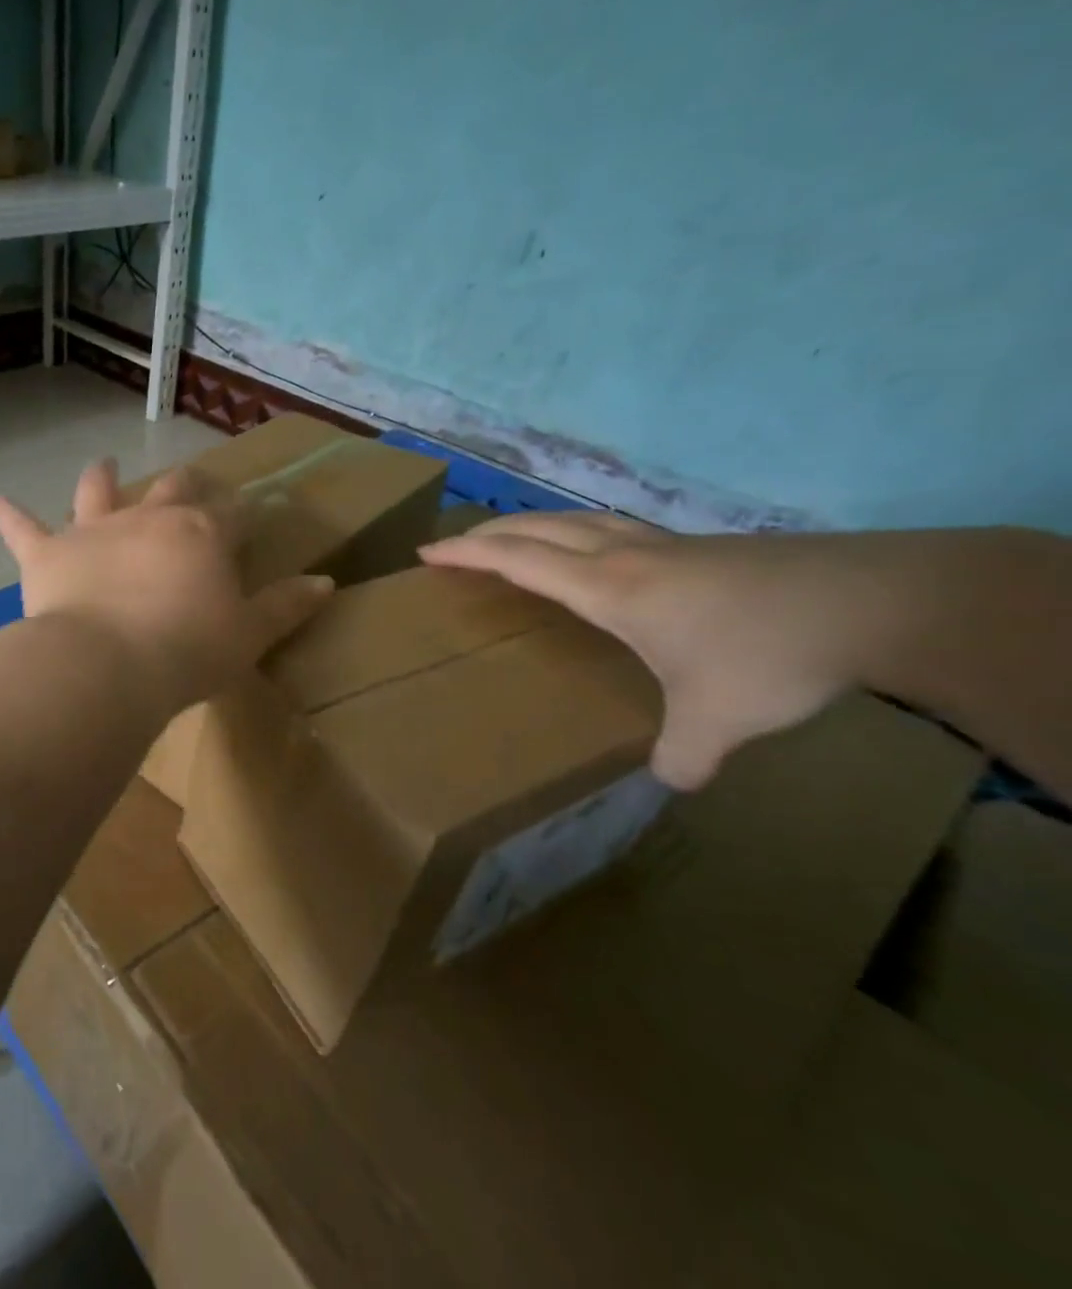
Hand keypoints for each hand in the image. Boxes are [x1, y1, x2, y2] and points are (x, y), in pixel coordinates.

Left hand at [0, 460, 334, 715]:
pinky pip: (23, 529)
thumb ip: (285, 606)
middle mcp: (148, 519)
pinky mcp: (47, 553)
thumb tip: (326, 582)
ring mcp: (93, 530)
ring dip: (101, 478)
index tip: (252, 517)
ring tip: (103, 464)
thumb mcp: (247, 635)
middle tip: (191, 482)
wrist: (106, 665)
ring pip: (97, 491)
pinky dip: (10, 516)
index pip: (232, 514)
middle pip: (172, 490)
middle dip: (186, 484)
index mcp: (201, 535)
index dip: (245, 514)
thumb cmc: (186, 652)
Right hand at [420, 514, 929, 788]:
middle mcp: (623, 556)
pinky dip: (577, 530)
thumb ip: (683, 752)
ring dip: (530, 524)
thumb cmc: (769, 652)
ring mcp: (662, 545)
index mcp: (606, 587)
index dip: (467, 555)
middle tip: (453, 544)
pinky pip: (611, 527)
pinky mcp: (697, 546)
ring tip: (510, 537)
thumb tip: (669, 781)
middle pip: (536, 528)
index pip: (517, 560)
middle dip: (486, 532)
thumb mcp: (718, 718)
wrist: (874, 601)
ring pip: (574, 519)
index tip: (426, 553)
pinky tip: (596, 552)